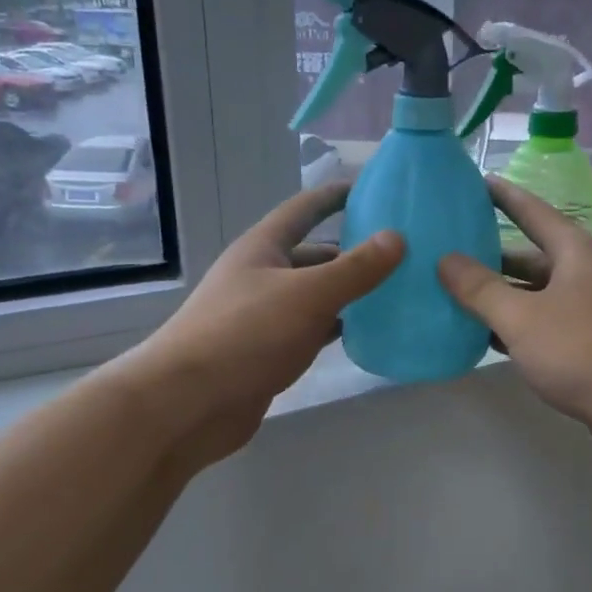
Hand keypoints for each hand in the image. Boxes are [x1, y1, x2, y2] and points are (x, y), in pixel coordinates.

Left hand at [138, 183, 402, 470]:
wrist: (188, 403)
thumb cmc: (245, 335)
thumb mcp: (308, 295)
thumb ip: (355, 269)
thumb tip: (397, 237)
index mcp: (264, 248)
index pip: (304, 209)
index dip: (336, 196)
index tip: (374, 188)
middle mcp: (262, 275)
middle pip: (314, 255)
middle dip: (353, 251)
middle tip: (403, 253)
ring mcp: (264, 316)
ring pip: (315, 295)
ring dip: (349, 292)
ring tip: (397, 291)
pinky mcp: (269, 352)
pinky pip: (311, 330)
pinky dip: (338, 327)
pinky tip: (369, 332)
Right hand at [438, 179, 591, 470]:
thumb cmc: (583, 350)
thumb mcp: (522, 317)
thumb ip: (479, 289)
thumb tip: (445, 259)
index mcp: (575, 253)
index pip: (533, 211)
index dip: (503, 196)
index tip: (476, 181)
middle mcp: (585, 274)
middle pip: (531, 257)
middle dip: (491, 257)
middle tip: (448, 252)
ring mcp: (591, 311)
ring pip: (536, 295)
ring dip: (501, 297)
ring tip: (455, 295)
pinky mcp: (591, 344)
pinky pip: (544, 324)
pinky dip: (516, 327)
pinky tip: (485, 337)